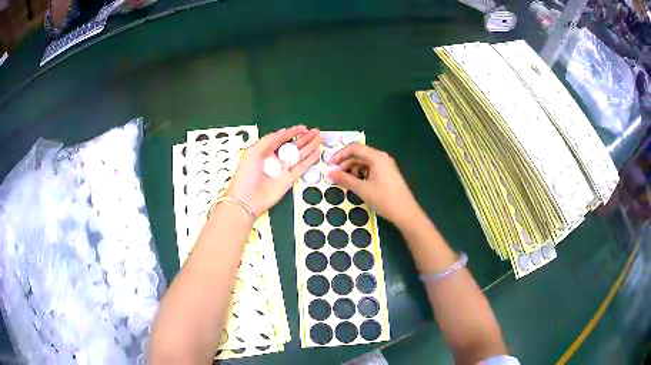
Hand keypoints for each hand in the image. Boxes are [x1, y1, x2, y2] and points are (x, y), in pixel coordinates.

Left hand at [226, 126, 321, 216]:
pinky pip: (301, 168)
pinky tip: (317, 152)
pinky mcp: (289, 179)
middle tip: (315, 131)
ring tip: (319, 138)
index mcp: (264, 152)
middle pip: (293, 146)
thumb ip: (268, 140)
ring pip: (300, 155)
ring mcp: (283, 169)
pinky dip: (309, 161)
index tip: (303, 127)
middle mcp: (275, 160)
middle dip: (304, 138)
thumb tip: (282, 131)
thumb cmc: (246, 174)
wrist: (247, 199)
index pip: (281, 139)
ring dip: (310, 147)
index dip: (292, 132)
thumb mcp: (253, 152)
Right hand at [328, 143, 420, 228]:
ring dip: (353, 170)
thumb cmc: (384, 199)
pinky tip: (357, 184)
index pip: (354, 148)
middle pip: (359, 155)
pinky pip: (370, 169)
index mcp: (377, 156)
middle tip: (335, 176)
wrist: (405, 212)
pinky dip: (361, 174)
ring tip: (346, 182)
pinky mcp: (387, 174)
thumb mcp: (362, 189)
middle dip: (345, 164)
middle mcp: (381, 157)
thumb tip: (329, 173)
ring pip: (364, 163)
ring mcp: (386, 166)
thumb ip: (344, 179)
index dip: (340, 155)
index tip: (330, 166)